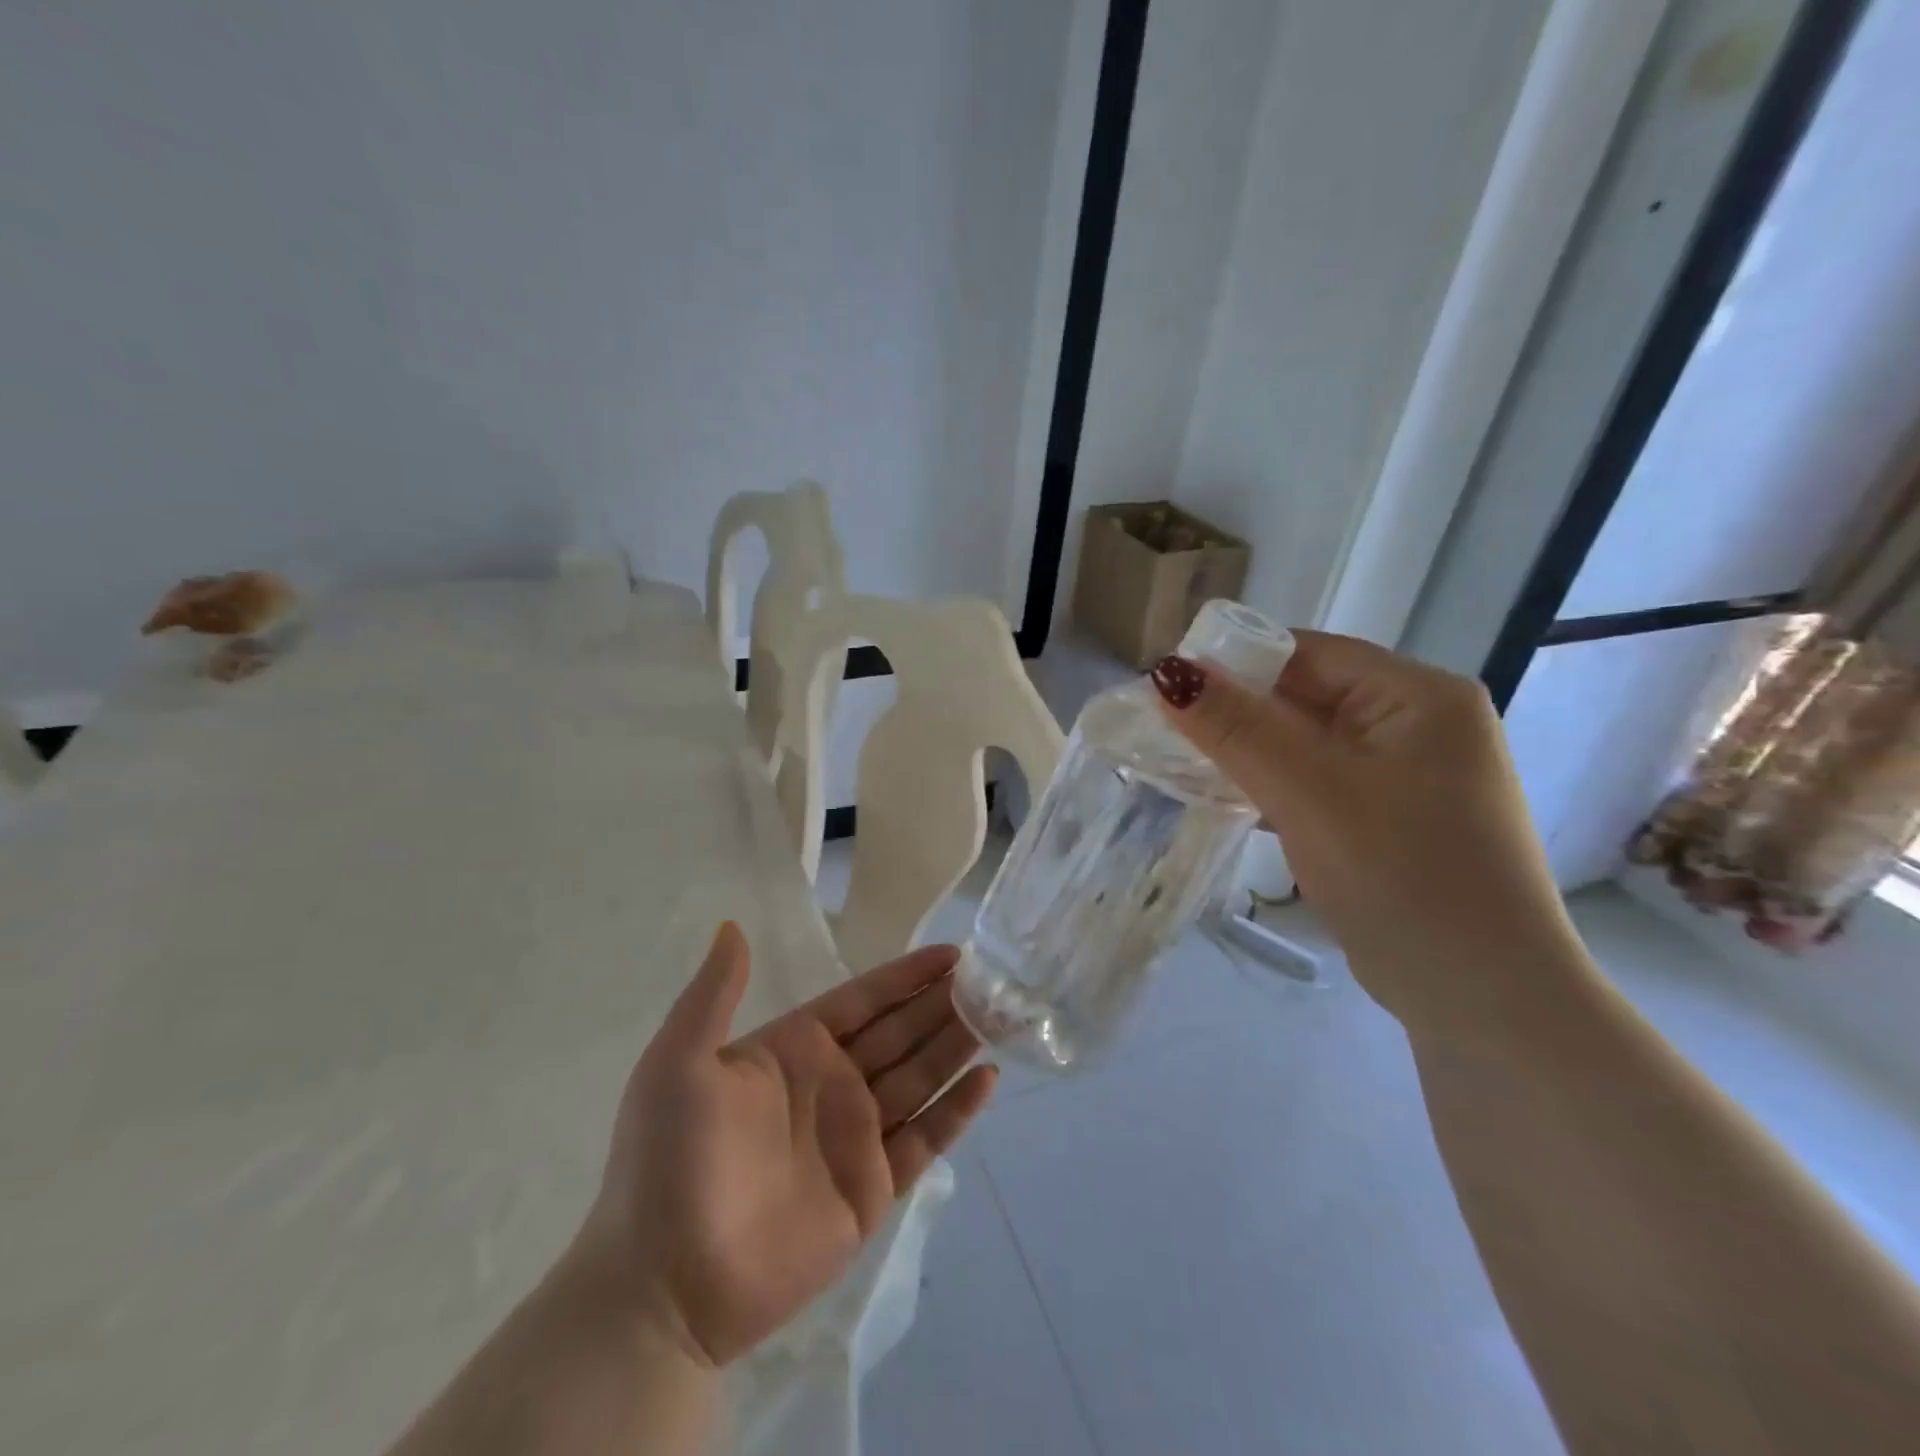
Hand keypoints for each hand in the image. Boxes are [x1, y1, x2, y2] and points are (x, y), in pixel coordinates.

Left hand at [572, 925, 997, 1367]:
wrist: (661, 1288)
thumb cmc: (669, 1163)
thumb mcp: (678, 1064)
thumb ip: (715, 994)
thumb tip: (732, 924)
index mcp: (794, 1049)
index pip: (864, 1000)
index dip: (906, 976)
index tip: (952, 952)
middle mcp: (832, 1084)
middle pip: (901, 1033)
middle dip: (943, 1004)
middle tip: (993, 980)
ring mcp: (855, 1138)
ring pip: (920, 1078)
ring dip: (957, 1046)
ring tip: (1001, 1016)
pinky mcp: (872, 1190)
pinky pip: (925, 1140)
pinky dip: (957, 1111)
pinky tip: (987, 1080)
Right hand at [1151, 631, 1588, 1043]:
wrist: (1486, 1002)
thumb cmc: (1403, 877)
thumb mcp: (1310, 792)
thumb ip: (1237, 728)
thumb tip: (1166, 673)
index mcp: (1419, 696)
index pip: (1308, 654)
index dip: (1234, 663)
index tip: (1166, 687)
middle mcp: (1419, 725)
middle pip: (1306, 697)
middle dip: (1236, 713)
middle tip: (1163, 731)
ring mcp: (1407, 777)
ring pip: (1306, 744)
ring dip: (1248, 754)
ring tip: (1182, 765)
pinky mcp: (1389, 821)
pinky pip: (1317, 783)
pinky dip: (1272, 787)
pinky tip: (1228, 801)